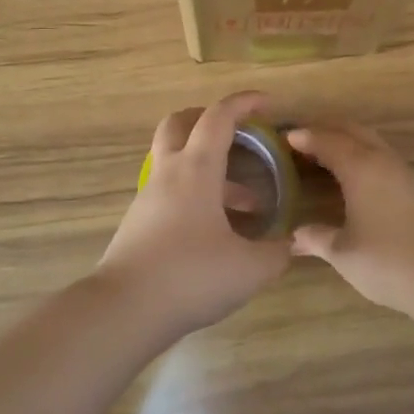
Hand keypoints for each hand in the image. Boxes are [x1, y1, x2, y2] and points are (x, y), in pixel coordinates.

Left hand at [98, 90, 293, 337]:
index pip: (218, 117)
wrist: (124, 311)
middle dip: (207, 119)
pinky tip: (218, 232)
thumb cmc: (190, 276)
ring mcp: (149, 199)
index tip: (267, 103)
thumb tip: (289, 245)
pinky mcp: (139, 224)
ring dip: (210, 170)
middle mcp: (168, 174)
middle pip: (178, 124)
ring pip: (176, 163)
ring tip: (248, 204)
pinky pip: (171, 193)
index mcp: (196, 169)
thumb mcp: (249, 269)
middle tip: (237, 133)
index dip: (244, 103)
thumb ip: (276, 252)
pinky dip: (197, 196)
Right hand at [287, 122, 413, 313]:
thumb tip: (294, 236)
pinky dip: (363, 154)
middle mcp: (382, 160)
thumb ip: (317, 239)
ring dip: (348, 140)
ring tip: (327, 153)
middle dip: (326, 129)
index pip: (326, 140)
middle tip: (303, 138)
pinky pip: (383, 156)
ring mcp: (404, 172)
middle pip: (351, 130)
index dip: (304, 137)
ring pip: (372, 141)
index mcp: (359, 167)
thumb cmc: (390, 262)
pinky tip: (357, 176)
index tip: (284, 137)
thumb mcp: (344, 254)